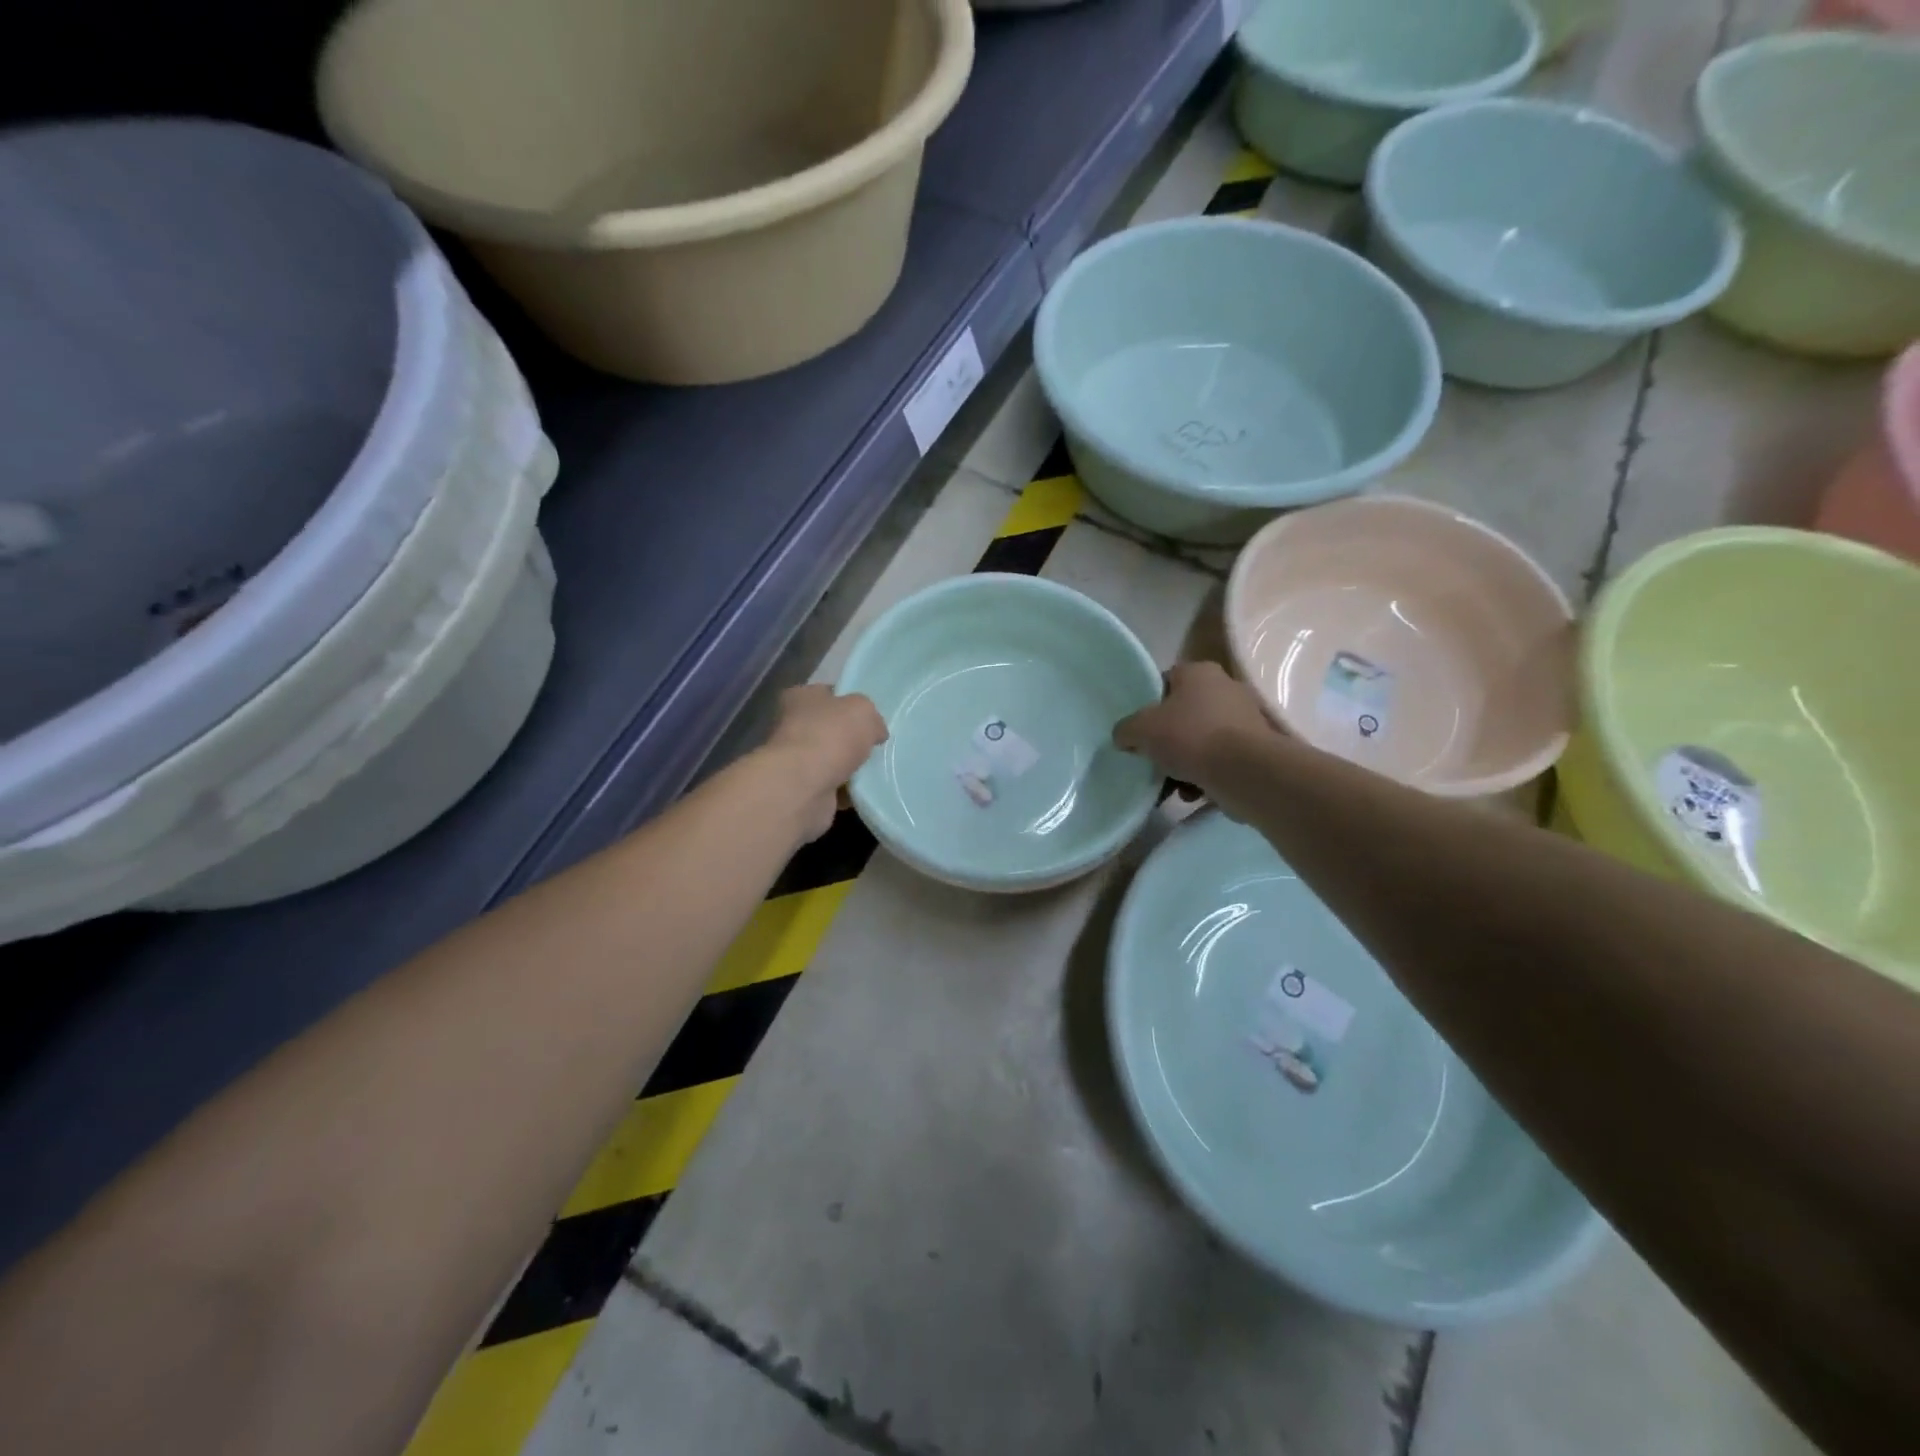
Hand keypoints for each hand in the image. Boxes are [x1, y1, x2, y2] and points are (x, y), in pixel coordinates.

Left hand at [765, 685, 887, 840]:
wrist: (804, 787)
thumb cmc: (831, 736)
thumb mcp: (863, 710)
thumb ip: (872, 716)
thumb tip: (875, 732)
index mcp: (801, 697)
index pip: (828, 694)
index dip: (849, 702)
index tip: (871, 716)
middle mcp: (793, 726)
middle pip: (830, 729)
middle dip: (852, 738)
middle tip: (877, 745)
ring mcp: (796, 760)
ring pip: (832, 760)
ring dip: (851, 767)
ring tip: (877, 770)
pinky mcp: (803, 789)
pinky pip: (833, 786)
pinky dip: (848, 790)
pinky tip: (866, 791)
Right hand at [1113, 661, 1277, 812]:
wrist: (1244, 772)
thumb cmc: (1190, 737)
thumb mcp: (1141, 729)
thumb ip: (1126, 729)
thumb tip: (1124, 737)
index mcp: (1199, 672)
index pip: (1166, 681)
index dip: (1148, 704)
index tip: (1138, 728)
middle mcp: (1225, 688)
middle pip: (1183, 714)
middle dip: (1166, 740)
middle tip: (1151, 759)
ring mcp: (1244, 719)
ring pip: (1200, 741)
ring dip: (1183, 764)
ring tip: (1170, 785)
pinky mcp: (1255, 749)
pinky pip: (1219, 760)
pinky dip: (1203, 776)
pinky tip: (1192, 793)